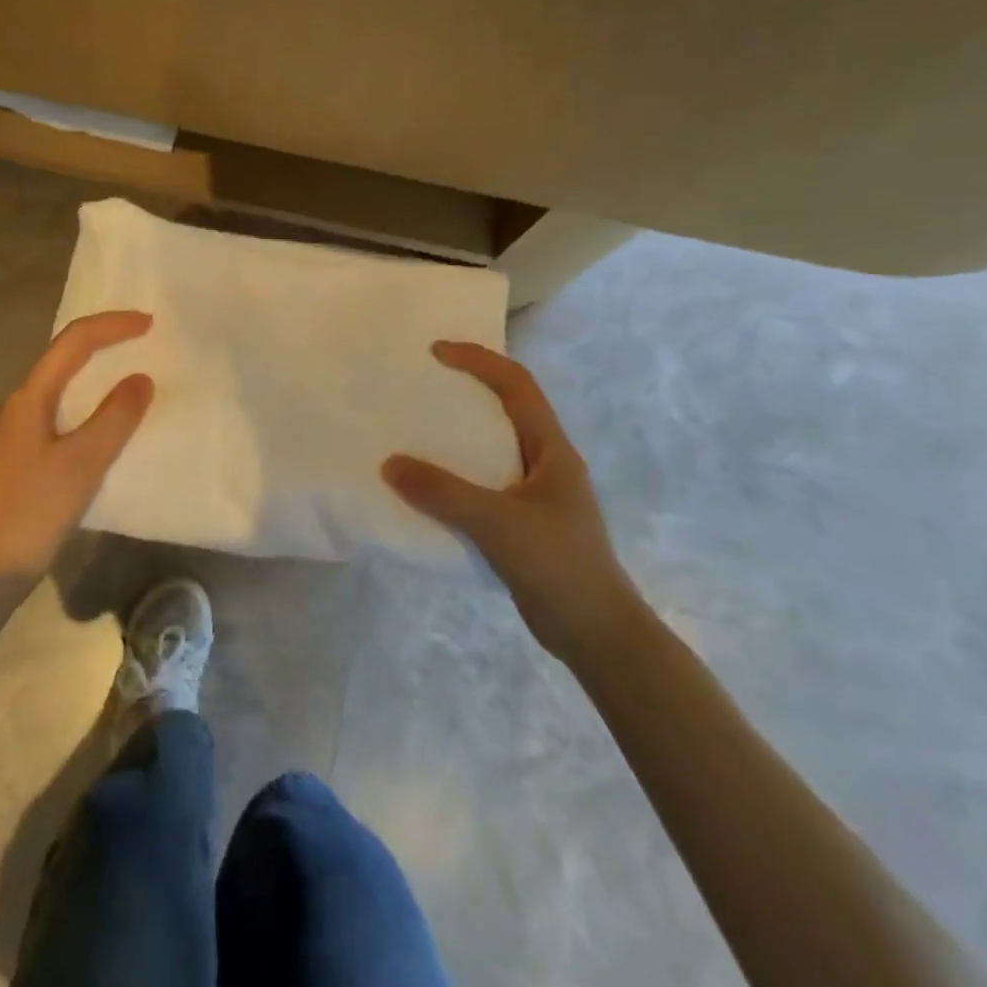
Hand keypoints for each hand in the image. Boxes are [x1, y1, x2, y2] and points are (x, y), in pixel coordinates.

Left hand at [0, 311, 154, 585]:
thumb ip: (115, 417)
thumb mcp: (83, 461)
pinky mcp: (25, 453)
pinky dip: (91, 402)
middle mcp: (20, 404)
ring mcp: (19, 429)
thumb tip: (141, 379)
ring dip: (97, 372)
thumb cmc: (35, 508)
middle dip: (104, 341)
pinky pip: (63, 410)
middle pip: (64, 356)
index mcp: (29, 397)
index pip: (73, 342)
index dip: (112, 326)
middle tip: (145, 339)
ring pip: (63, 384)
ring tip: (134, 372)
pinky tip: (110, 420)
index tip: (150, 324)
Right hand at [382, 341, 643, 664]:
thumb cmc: (557, 565)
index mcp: (552, 450)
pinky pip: (482, 486)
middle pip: (506, 410)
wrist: (596, 634)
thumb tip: (390, 463)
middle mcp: (545, 464)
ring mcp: (535, 496)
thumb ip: (442, 492)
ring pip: (492, 450)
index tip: (437, 352)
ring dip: (458, 437)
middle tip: (423, 386)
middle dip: (467, 391)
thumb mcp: (497, 523)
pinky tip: (427, 489)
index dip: (480, 361)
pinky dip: (454, 477)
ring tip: (416, 431)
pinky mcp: (522, 525)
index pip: (517, 387)